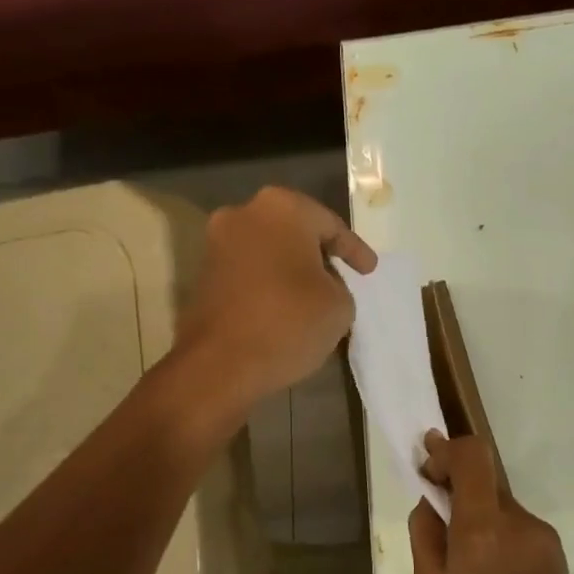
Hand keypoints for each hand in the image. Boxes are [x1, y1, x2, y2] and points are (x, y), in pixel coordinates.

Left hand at [175, 187, 376, 418]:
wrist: (219, 364)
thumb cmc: (288, 323)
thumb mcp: (340, 306)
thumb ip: (339, 284)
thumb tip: (321, 284)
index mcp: (283, 208)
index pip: (331, 225)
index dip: (355, 251)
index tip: (369, 270)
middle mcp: (244, 213)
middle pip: (295, 232)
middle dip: (319, 254)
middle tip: (343, 276)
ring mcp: (218, 242)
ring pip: (270, 250)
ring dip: (292, 268)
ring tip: (315, 295)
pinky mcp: (204, 273)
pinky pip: (250, 270)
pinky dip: (270, 283)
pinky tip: (286, 306)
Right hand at [408, 432, 573, 573]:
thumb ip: (427, 534)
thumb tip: (432, 501)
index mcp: (485, 528)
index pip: (473, 455)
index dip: (447, 451)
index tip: (427, 466)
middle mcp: (521, 523)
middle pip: (487, 482)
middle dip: (459, 490)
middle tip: (435, 518)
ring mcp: (545, 540)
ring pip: (503, 508)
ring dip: (479, 518)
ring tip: (463, 567)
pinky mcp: (557, 558)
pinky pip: (519, 532)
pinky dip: (498, 538)